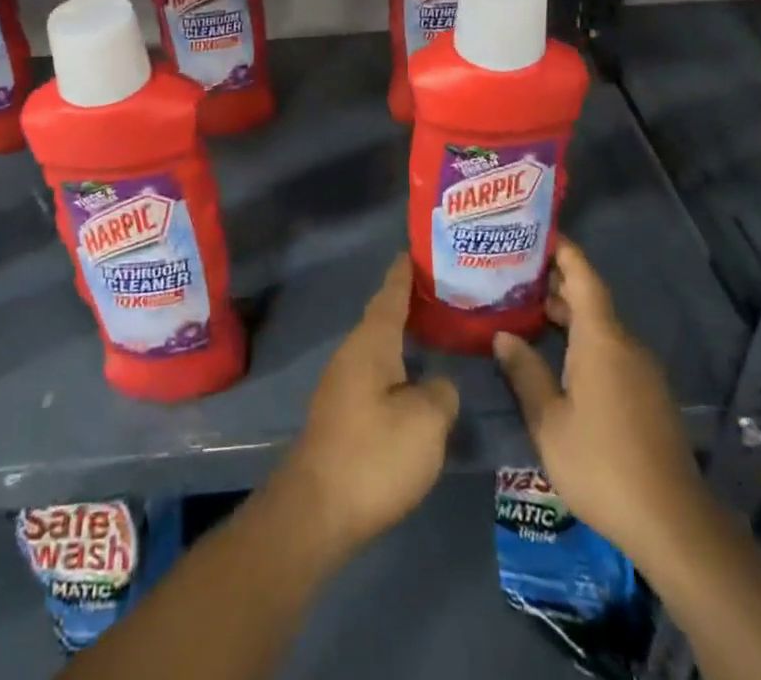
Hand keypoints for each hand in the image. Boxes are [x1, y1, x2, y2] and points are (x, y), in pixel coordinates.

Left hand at [279, 253, 459, 561]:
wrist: (317, 510)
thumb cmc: (374, 454)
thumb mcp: (426, 421)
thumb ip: (441, 392)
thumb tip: (438, 385)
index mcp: (371, 343)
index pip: (390, 294)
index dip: (404, 273)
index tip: (415, 250)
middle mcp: (352, 353)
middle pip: (383, 318)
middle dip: (409, 304)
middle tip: (444, 294)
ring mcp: (342, 384)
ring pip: (379, 348)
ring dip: (404, 338)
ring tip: (436, 334)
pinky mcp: (342, 414)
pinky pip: (375, 374)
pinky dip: (397, 366)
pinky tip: (415, 381)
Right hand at [492, 238, 705, 565]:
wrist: (673, 524)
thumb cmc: (602, 464)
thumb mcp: (549, 422)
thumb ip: (525, 373)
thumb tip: (503, 335)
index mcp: (602, 339)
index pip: (583, 276)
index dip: (563, 250)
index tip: (537, 231)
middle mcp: (625, 345)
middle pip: (590, 299)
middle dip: (555, 283)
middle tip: (514, 274)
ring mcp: (641, 371)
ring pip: (600, 327)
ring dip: (567, 314)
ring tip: (528, 311)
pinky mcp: (648, 395)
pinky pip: (611, 350)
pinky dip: (582, 340)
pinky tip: (558, 358)